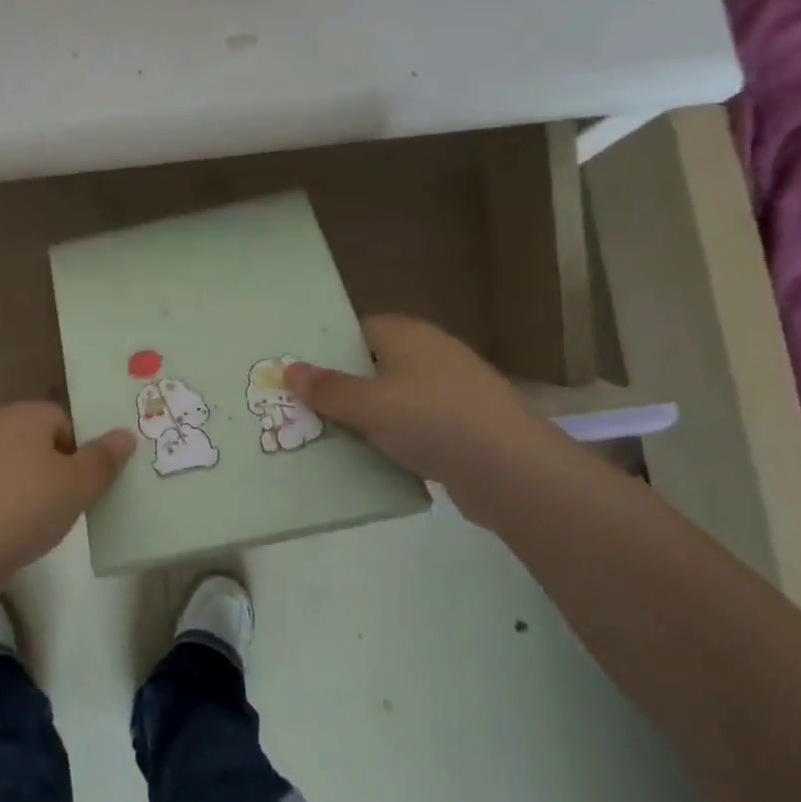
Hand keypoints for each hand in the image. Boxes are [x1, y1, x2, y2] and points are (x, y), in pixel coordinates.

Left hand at [0, 403, 135, 576]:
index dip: (83, 451)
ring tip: (43, 526)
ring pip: (18, 470)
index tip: (89, 485)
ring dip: (33, 493)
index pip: (66, 421)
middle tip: (72, 506)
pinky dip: (8, 509)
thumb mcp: (77, 484)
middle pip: (41, 444)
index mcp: (25, 414)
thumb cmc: (23, 507)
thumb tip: (125, 433)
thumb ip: (103, 459)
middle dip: (59, 472)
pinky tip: (13, 535)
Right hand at [285, 315, 546, 524]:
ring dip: (362, 417)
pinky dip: (389, 438)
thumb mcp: (368, 405)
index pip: (355, 330)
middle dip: (338, 388)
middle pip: (370, 365)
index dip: (325, 349)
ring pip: (390, 398)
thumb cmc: (433, 420)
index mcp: (407, 334)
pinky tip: (367, 458)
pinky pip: (411, 425)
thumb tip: (288, 369)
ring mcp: (448, 390)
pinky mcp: (460, 425)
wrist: (512, 471)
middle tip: (298, 409)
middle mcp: (429, 354)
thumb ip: (327, 389)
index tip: (295, 374)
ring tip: (323, 437)